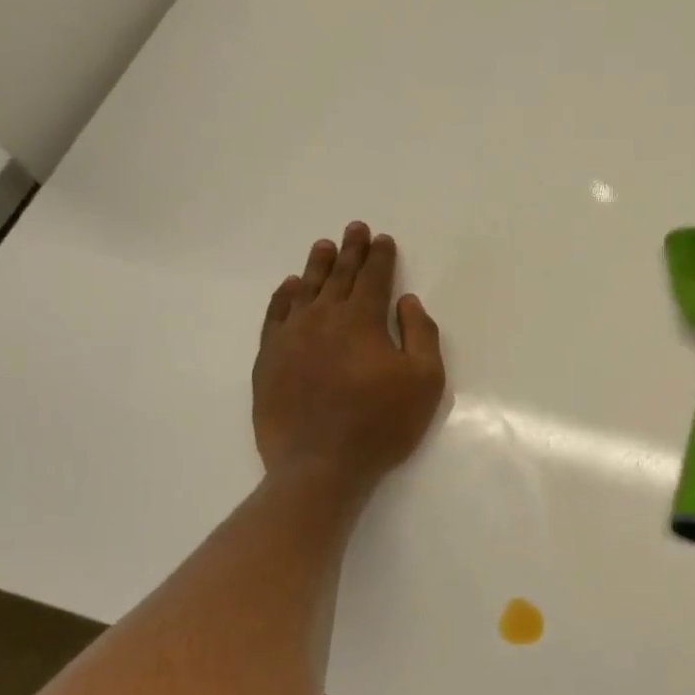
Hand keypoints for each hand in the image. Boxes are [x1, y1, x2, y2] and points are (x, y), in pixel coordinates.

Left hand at [254, 223, 444, 492]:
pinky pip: (276, 316)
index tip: (382, 239)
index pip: (373, 277)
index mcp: (361, 320)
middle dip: (350, 251)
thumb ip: (421, 334)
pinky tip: (290, 288)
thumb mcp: (424, 381)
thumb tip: (407, 302)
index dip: (380, 256)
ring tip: (323, 247)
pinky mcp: (269, 360)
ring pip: (305, 290)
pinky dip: (284, 297)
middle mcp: (323, 318)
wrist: (320, 465)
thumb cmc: (381, 424)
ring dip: (317, 266)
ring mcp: (291, 338)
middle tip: (354, 228)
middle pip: (338, 276)